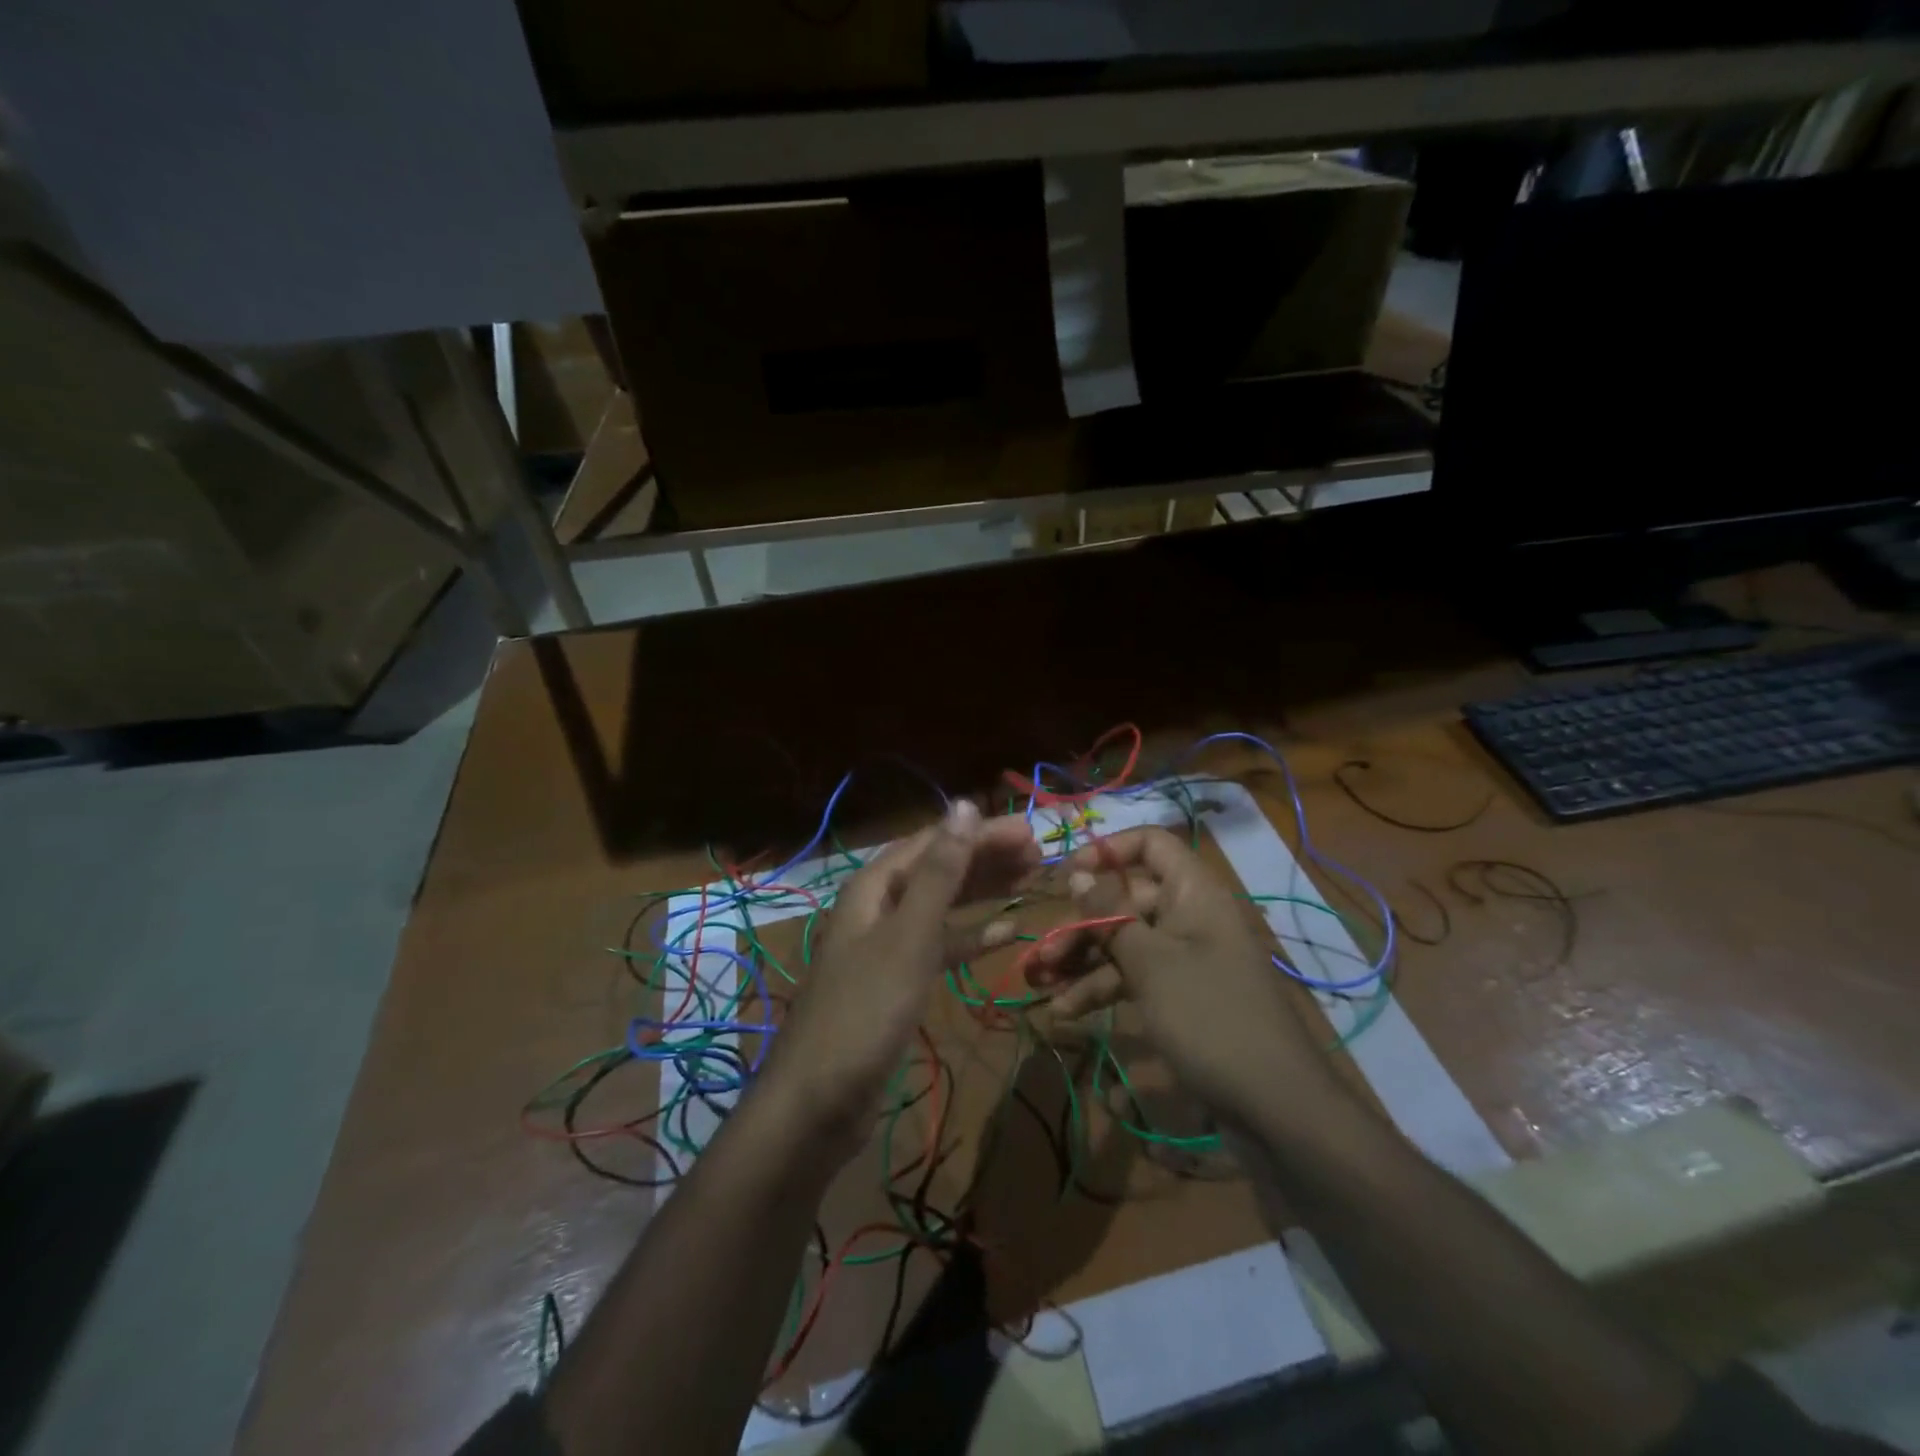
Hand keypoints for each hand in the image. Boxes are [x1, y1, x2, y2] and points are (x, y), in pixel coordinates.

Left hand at [760, 800, 1039, 1155]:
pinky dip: (967, 938)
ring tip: (1028, 883)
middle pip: (938, 869)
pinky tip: (1001, 935)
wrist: (818, 1102)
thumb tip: (964, 805)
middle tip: (1038, 857)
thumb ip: (940, 873)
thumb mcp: (909, 937)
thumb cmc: (865, 1011)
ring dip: (981, 892)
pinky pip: (938, 947)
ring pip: (941, 906)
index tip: (1030, 832)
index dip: (981, 833)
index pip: (934, 842)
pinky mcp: (896, 983)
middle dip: (985, 858)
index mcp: (874, 887)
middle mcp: (878, 908)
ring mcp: (886, 947)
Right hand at [1026, 827, 1335, 1123]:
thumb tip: (1078, 874)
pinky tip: (1068, 1012)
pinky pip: (1136, 977)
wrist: (1276, 1106)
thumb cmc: (1208, 1016)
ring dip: (1085, 963)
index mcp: (1193, 892)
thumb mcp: (1150, 963)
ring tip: (1044, 989)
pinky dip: (1104, 989)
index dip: (1108, 851)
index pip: (1150, 844)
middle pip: (1127, 900)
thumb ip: (1109, 915)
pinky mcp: (1182, 996)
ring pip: (1126, 943)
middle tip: (1046, 955)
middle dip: (1082, 925)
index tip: (1068, 877)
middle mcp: (1190, 916)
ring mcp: (1187, 958)